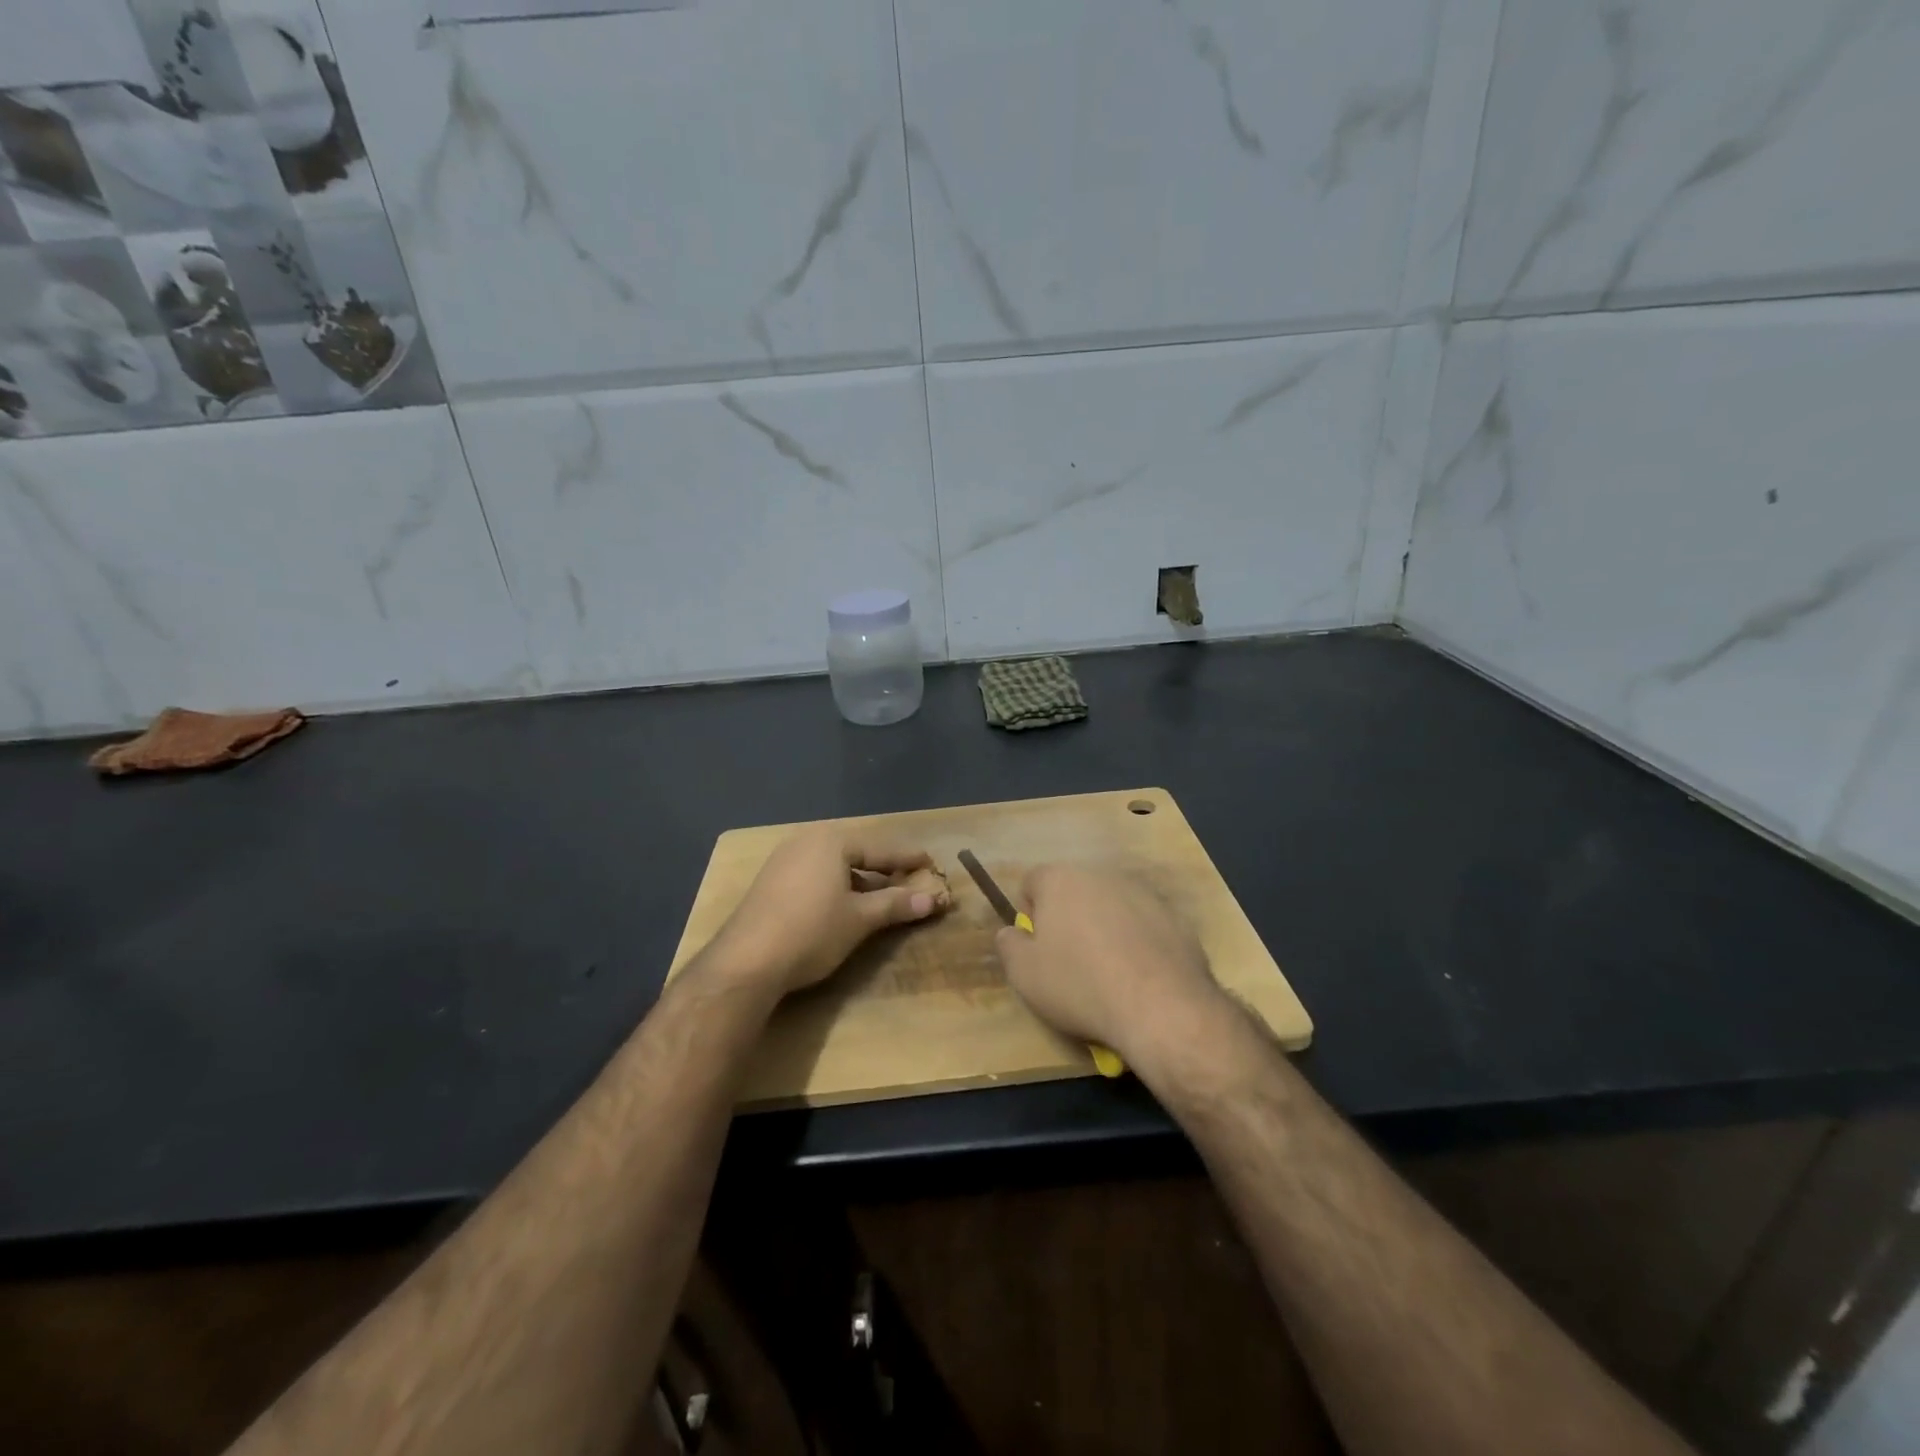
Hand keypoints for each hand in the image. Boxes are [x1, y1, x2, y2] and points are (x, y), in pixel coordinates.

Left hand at [709, 826, 948, 995]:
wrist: (745, 963)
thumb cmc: (812, 931)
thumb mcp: (860, 918)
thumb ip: (896, 904)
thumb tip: (933, 899)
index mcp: (832, 841)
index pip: (881, 847)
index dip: (908, 858)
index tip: (931, 862)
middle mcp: (806, 841)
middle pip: (856, 852)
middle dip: (883, 867)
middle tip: (909, 877)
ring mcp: (783, 860)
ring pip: (834, 865)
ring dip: (860, 879)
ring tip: (882, 894)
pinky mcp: (770, 882)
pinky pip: (815, 875)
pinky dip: (837, 886)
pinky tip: (845, 904)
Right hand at [992, 865, 1225, 1068]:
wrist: (1161, 1007)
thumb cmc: (1080, 985)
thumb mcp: (1024, 974)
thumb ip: (1009, 945)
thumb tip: (1011, 932)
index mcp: (1061, 880)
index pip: (1033, 882)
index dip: (1029, 914)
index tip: (1037, 948)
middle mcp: (1102, 875)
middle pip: (1075, 892)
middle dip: (1069, 919)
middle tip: (1070, 963)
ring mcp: (1143, 894)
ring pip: (1111, 907)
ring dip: (1105, 929)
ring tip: (1109, 974)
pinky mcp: (1175, 918)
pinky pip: (1144, 925)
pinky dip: (1138, 943)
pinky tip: (1140, 978)